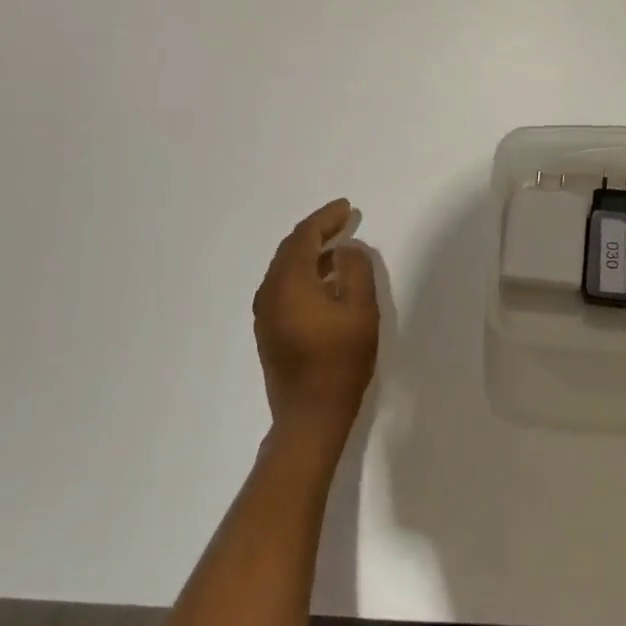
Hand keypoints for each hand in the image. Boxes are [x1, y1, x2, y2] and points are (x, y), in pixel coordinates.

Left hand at [253, 199, 378, 442]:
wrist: (309, 417)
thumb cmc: (339, 362)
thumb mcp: (361, 312)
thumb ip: (356, 271)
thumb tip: (346, 250)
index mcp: (289, 282)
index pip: (305, 237)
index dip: (327, 218)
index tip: (348, 208)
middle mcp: (269, 292)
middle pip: (291, 249)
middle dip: (317, 232)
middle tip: (344, 221)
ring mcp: (265, 313)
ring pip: (285, 268)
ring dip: (310, 253)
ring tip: (338, 247)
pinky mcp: (268, 330)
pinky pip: (283, 287)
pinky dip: (304, 273)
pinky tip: (324, 281)